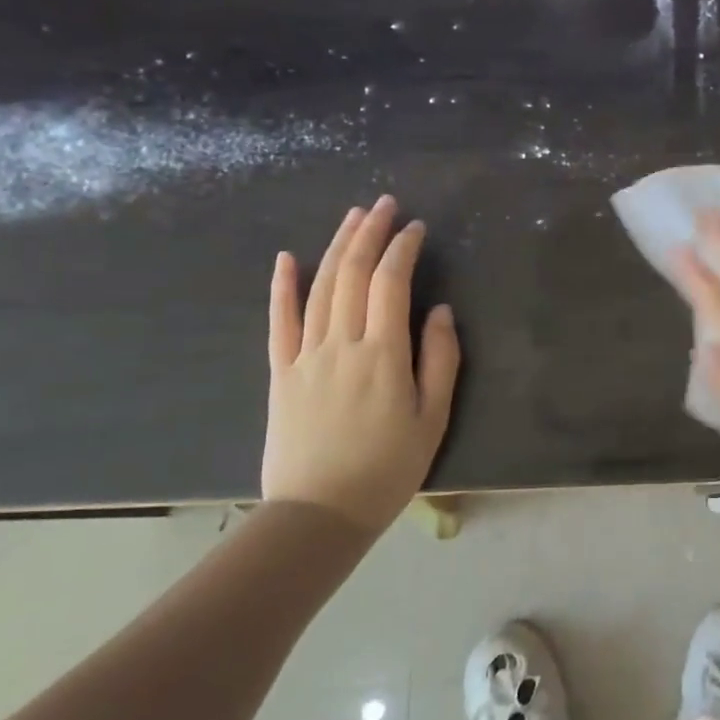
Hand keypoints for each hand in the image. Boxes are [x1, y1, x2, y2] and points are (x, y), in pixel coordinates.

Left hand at [264, 196, 460, 531]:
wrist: (318, 515)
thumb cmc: (386, 469)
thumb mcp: (432, 419)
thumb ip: (440, 360)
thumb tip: (438, 311)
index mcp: (383, 354)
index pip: (391, 283)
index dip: (403, 249)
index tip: (416, 227)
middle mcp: (342, 344)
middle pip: (352, 274)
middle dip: (370, 233)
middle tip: (384, 204)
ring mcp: (306, 356)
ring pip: (320, 288)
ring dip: (337, 247)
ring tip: (353, 216)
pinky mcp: (281, 373)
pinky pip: (279, 322)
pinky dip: (282, 287)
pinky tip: (288, 257)